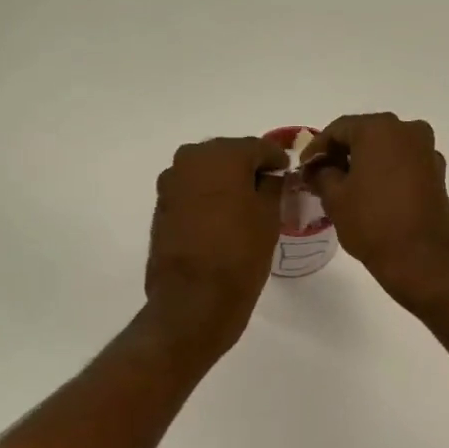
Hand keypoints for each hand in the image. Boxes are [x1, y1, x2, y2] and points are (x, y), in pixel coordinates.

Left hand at [144, 136, 285, 359]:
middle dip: (247, 169)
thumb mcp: (269, 218)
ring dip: (225, 184)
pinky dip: (208, 199)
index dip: (276, 160)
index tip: (287, 173)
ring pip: (207, 174)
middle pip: (228, 156)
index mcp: (221, 155)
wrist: (193, 300)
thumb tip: (270, 176)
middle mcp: (190, 160)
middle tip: (268, 189)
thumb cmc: (239, 255)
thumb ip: (272, 186)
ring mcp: (171, 184)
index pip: (257, 147)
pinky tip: (222, 219)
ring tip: (245, 207)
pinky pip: (192, 193)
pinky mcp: (161, 208)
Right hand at [301, 113, 448, 312]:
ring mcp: (427, 151)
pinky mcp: (438, 174)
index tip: (304, 168)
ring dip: (365, 162)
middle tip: (322, 175)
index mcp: (379, 129)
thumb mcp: (335, 198)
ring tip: (346, 186)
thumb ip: (321, 174)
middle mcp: (408, 130)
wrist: (421, 259)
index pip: (338, 129)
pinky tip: (372, 193)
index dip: (317, 148)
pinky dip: (386, 172)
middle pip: (365, 134)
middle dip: (342, 153)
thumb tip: (316, 169)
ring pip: (387, 149)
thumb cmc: (372, 223)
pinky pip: (404, 164)